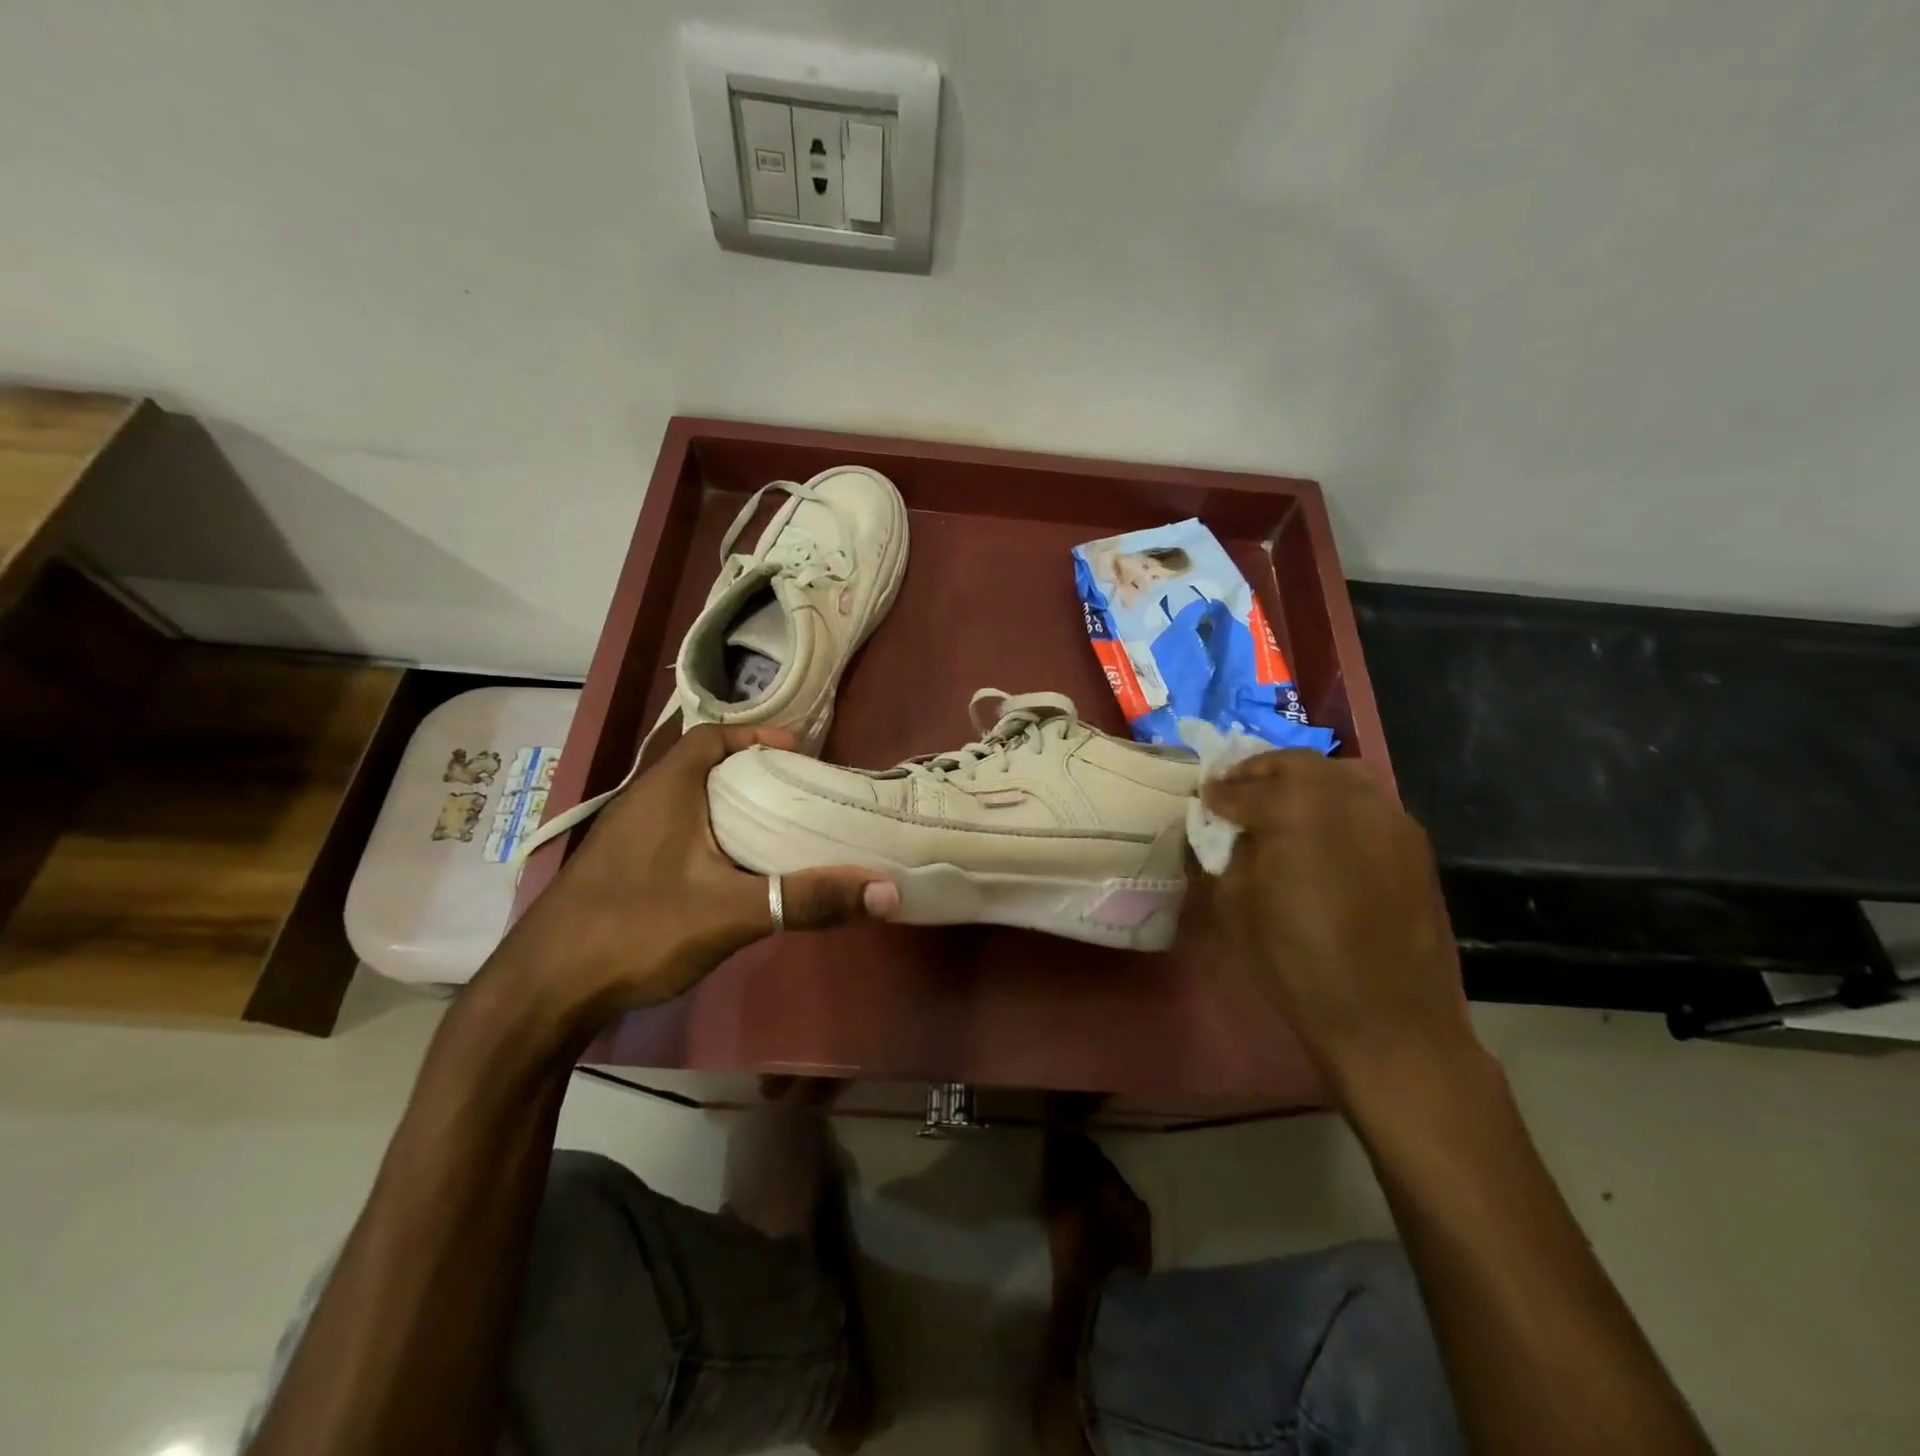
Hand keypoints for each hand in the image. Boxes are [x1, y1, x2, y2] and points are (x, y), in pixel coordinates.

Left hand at [497, 725, 897, 1024]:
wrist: (542, 993)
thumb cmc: (637, 930)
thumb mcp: (732, 912)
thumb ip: (807, 898)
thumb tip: (885, 889)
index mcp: (665, 789)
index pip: (712, 737)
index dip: (758, 736)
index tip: (801, 754)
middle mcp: (642, 802)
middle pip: (704, 767)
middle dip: (753, 773)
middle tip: (802, 792)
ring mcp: (625, 838)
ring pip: (689, 803)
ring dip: (730, 806)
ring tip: (778, 826)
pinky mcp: (619, 870)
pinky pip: (675, 833)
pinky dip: (709, 836)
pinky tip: (732, 871)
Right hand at [1200, 750, 1476, 1097]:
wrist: (1390, 1019)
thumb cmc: (1297, 963)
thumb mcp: (1235, 906)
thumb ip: (1227, 854)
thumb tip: (1227, 833)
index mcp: (1292, 809)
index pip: (1242, 789)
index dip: (1217, 794)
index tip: (1205, 799)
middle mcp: (1344, 796)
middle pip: (1294, 764)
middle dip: (1259, 772)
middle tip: (1237, 791)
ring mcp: (1386, 815)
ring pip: (1336, 774)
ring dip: (1300, 781)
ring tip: (1280, 805)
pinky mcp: (1413, 842)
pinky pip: (1366, 802)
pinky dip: (1335, 803)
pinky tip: (1321, 831)